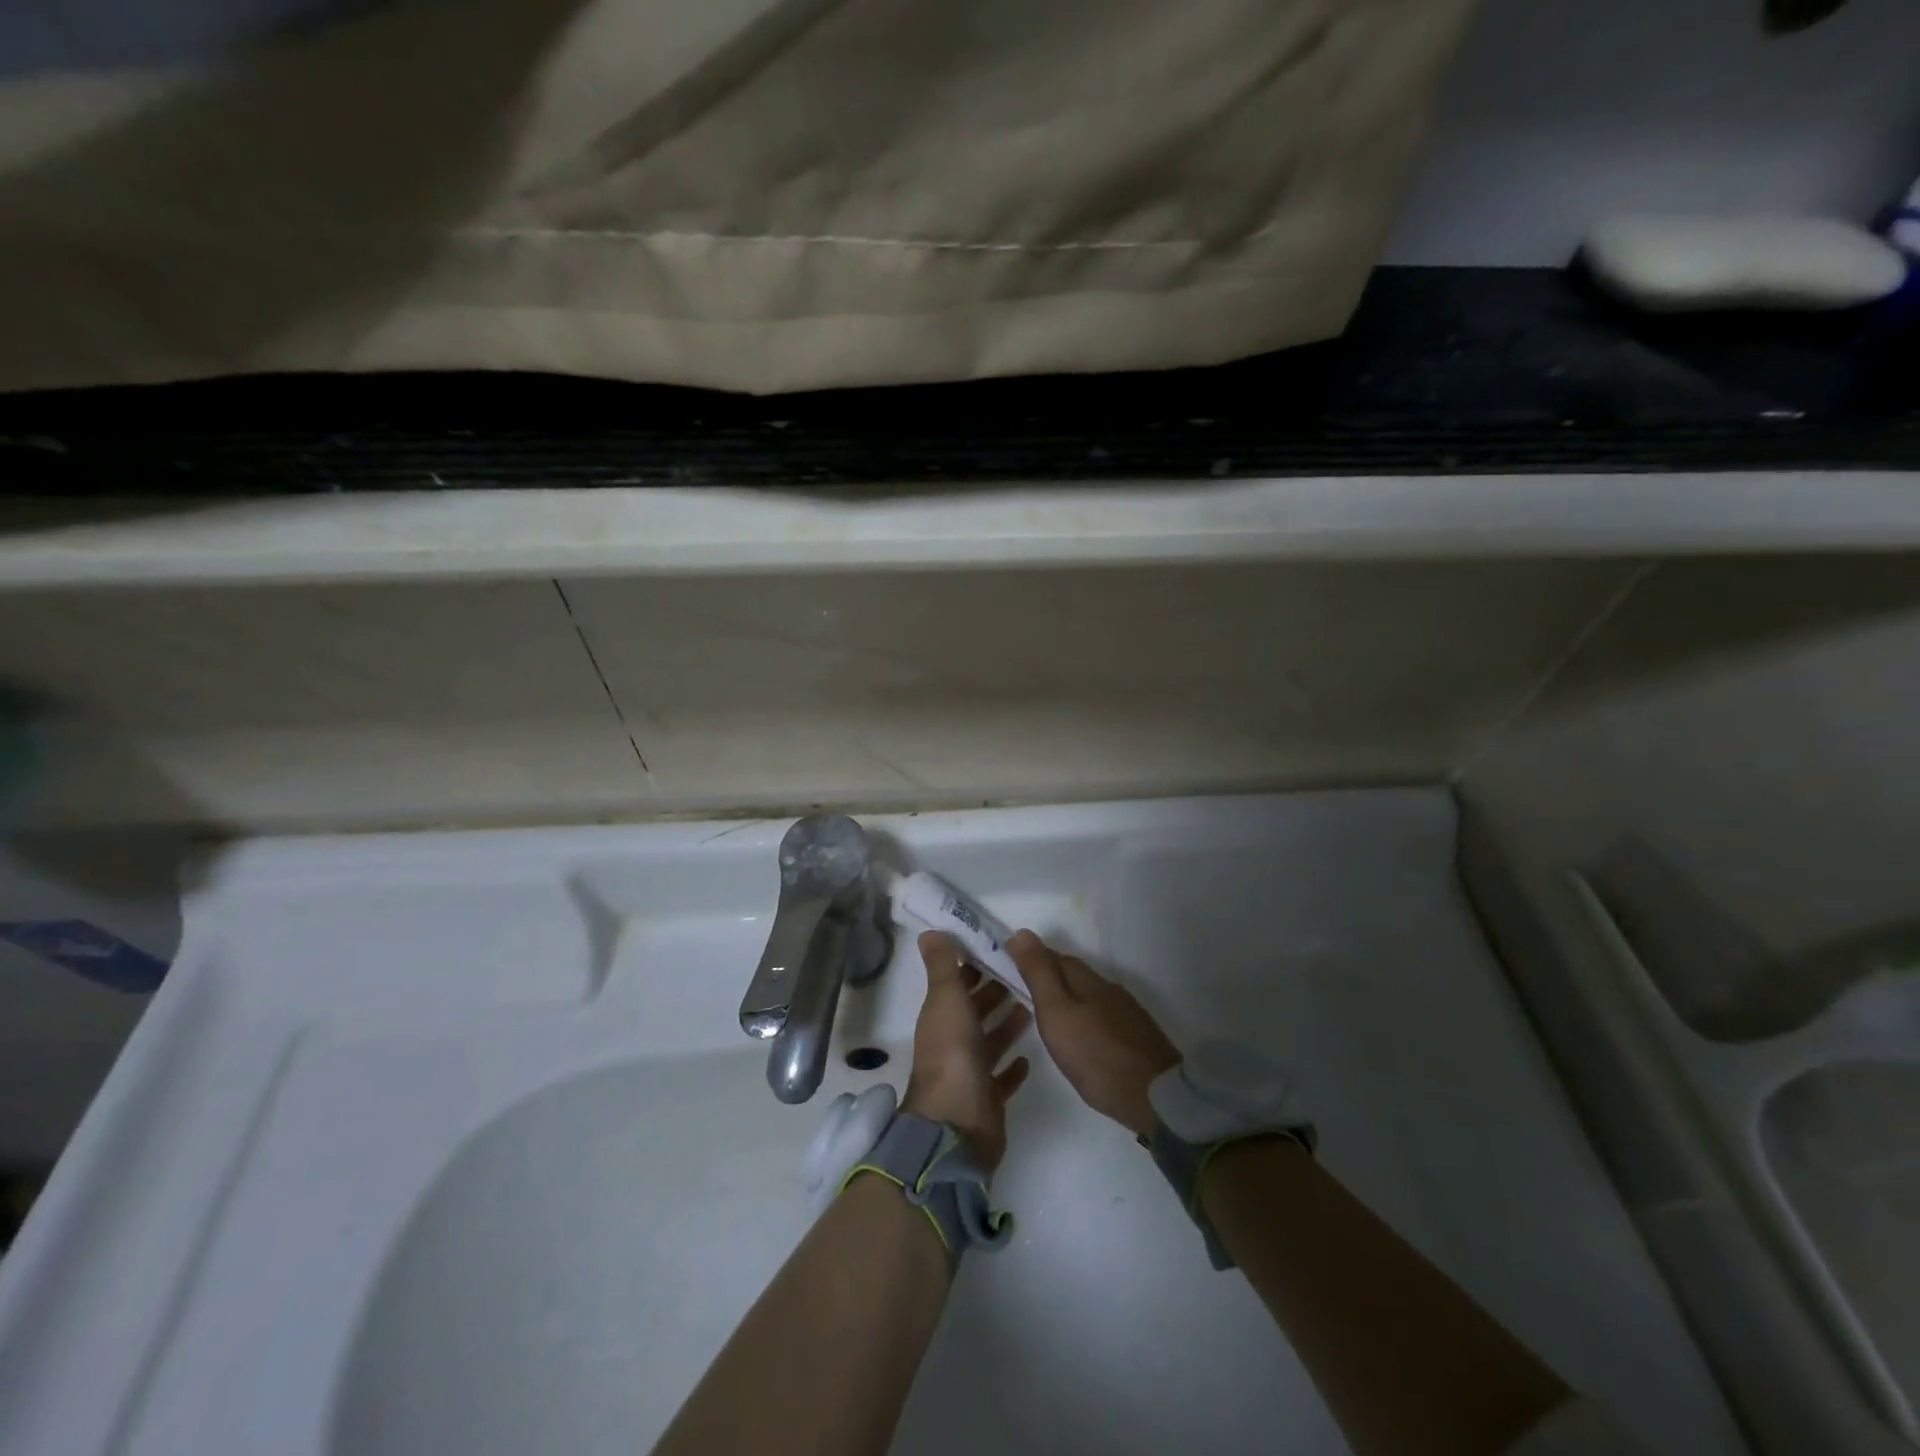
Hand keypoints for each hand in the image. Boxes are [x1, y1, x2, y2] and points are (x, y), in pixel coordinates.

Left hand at [902, 931, 1032, 1170]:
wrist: (957, 1123)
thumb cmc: (953, 1053)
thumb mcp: (946, 998)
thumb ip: (942, 965)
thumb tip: (928, 932)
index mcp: (942, 1017)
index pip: (957, 984)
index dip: (973, 966)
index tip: (998, 949)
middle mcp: (954, 1042)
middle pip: (975, 1011)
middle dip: (994, 992)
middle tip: (1023, 974)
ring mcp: (970, 1072)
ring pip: (990, 1041)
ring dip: (1007, 1024)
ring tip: (1033, 1005)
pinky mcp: (988, 1099)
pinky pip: (1001, 1078)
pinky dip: (1012, 1067)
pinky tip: (1029, 1058)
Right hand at [1008, 930, 1179, 1139]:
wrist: (1157, 1097)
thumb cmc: (1096, 1057)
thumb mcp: (1056, 1015)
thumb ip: (1039, 975)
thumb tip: (1021, 932)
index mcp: (1086, 979)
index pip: (1053, 956)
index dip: (1032, 958)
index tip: (1011, 966)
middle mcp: (1108, 986)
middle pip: (1073, 972)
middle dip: (1050, 976)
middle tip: (1025, 992)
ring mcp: (1127, 1010)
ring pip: (1090, 993)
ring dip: (1069, 996)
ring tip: (1051, 1016)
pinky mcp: (1138, 1033)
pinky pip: (1105, 1012)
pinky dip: (1088, 1015)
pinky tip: (1083, 1035)